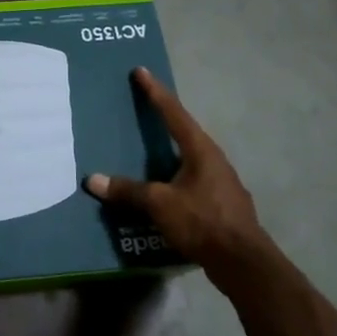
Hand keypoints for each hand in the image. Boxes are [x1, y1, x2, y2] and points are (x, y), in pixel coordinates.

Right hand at [85, 68, 270, 286]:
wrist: (244, 263)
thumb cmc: (202, 221)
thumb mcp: (159, 204)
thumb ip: (127, 190)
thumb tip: (93, 180)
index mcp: (201, 150)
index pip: (173, 113)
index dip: (155, 92)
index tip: (141, 71)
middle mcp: (214, 160)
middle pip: (185, 133)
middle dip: (164, 121)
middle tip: (142, 110)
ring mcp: (221, 184)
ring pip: (189, 160)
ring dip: (169, 154)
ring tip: (147, 153)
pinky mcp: (222, 206)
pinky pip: (192, 182)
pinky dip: (174, 179)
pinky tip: (163, 191)